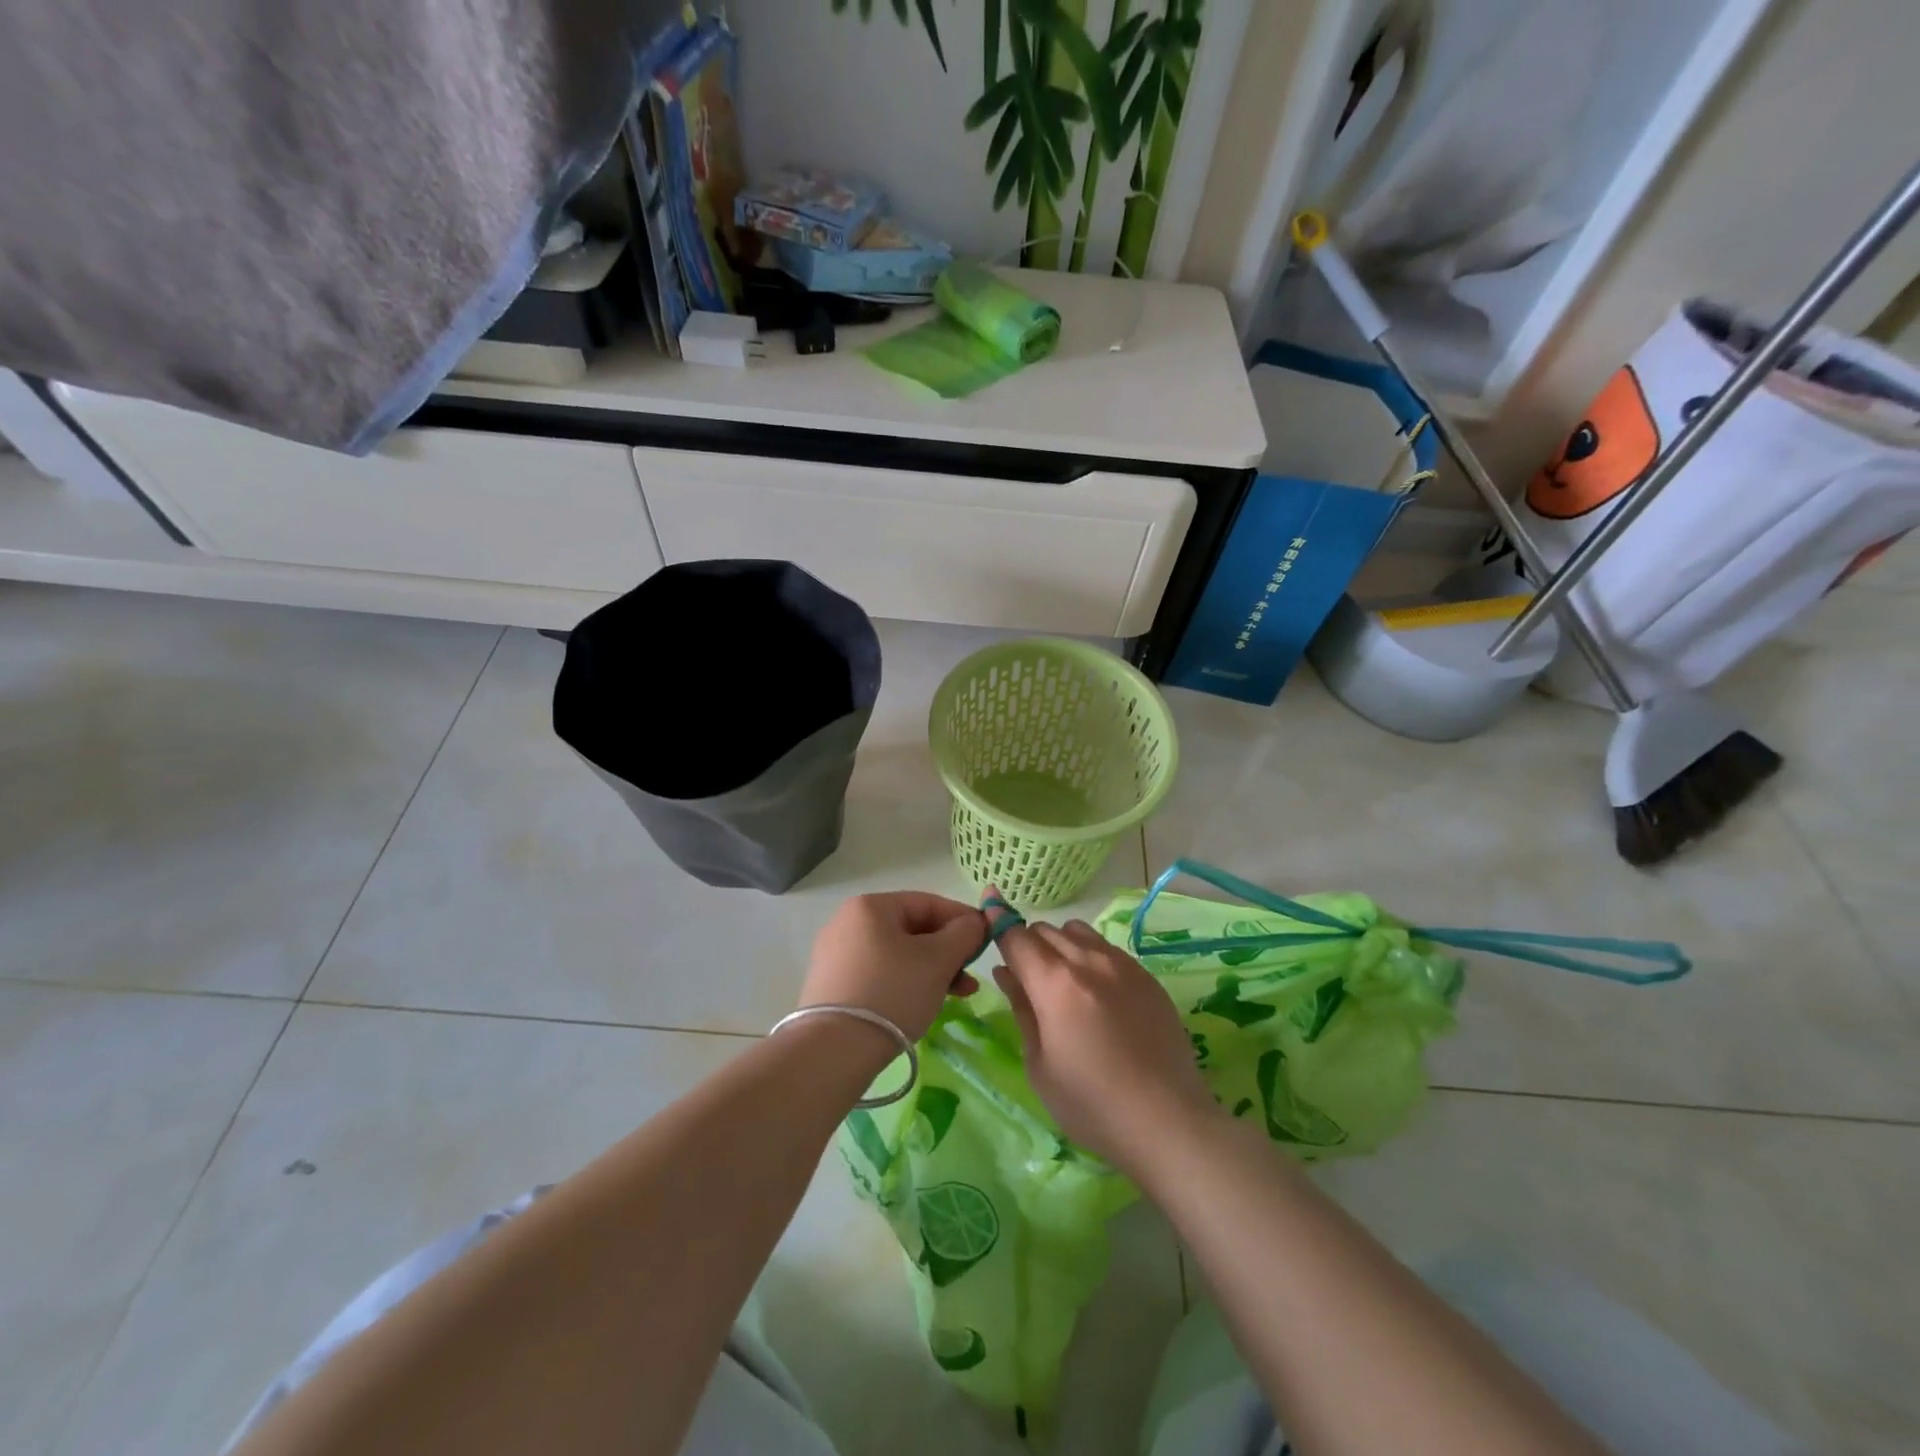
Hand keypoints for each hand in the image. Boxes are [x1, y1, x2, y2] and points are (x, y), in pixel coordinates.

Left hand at [801, 892, 986, 1041]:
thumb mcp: (938, 960)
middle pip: (912, 929)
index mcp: (870, 906)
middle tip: (972, 975)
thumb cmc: (892, 992)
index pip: (928, 902)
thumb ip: (964, 934)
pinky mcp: (833, 985)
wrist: (833, 1051)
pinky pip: (880, 974)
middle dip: (948, 951)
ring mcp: (837, 955)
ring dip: (932, 970)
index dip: (963, 919)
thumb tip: (975, 922)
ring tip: (959, 994)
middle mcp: (848, 922)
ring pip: (898, 954)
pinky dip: (907, 983)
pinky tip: (925, 1003)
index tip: (988, 940)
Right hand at [994, 915, 1218, 1177]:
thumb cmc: (1091, 1104)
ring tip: (1062, 982)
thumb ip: (1021, 1009)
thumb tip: (1006, 971)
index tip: (987, 908)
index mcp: (1054, 983)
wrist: (1168, 1122)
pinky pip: (1107, 948)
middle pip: (1045, 930)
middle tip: (1025, 976)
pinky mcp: (1146, 976)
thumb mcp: (1039, 1064)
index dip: (996, 921)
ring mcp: (1122, 964)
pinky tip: (1096, 992)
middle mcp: (1088, 960)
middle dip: (1027, 944)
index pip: (1015, 936)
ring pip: (1077, 931)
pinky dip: (1089, 955)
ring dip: (1059, 945)